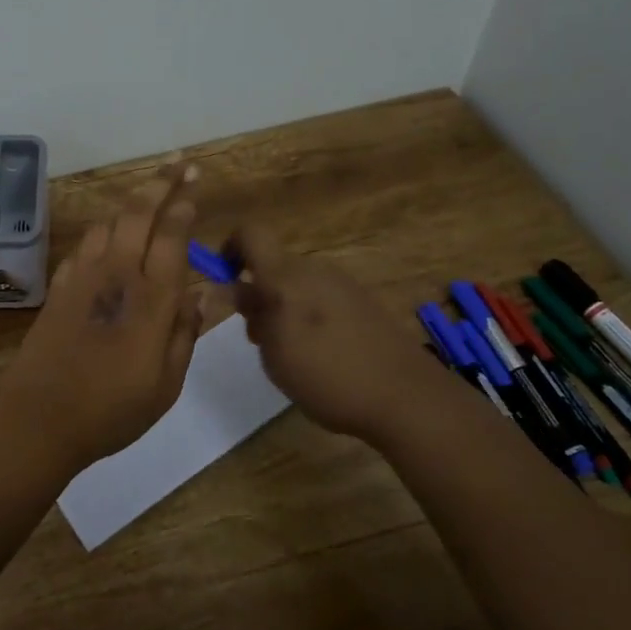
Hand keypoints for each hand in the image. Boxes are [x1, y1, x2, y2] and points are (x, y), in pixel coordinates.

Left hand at [0, 167, 204, 473]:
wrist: (38, 417)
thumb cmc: (111, 409)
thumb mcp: (166, 384)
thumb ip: (186, 333)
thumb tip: (204, 294)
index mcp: (151, 297)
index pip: (172, 235)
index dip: (184, 205)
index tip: (195, 184)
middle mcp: (117, 274)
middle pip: (139, 212)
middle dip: (161, 182)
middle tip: (180, 162)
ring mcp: (83, 276)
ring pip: (109, 222)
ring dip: (130, 203)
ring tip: (148, 194)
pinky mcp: (58, 286)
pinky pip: (85, 245)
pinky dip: (103, 232)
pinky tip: (108, 239)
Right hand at [227, 225, 448, 444]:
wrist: (405, 396)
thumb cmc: (327, 376)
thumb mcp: (274, 353)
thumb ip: (252, 316)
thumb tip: (234, 288)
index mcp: (285, 276)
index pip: (249, 233)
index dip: (229, 248)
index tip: (224, 281)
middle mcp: (313, 270)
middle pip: (273, 265)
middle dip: (257, 293)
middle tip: (258, 338)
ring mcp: (342, 284)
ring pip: (297, 284)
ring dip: (283, 307)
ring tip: (291, 354)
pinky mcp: (363, 301)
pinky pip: (321, 297)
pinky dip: (309, 316)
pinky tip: (322, 355)